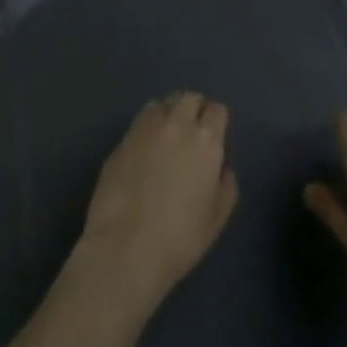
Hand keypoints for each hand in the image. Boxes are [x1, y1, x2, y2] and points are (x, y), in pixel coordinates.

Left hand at [72, 93, 238, 321]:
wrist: (124, 248)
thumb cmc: (179, 238)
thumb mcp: (217, 218)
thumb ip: (226, 185)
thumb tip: (221, 167)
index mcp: (206, 140)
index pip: (217, 110)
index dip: (217, 121)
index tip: (214, 137)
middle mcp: (177, 124)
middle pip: (189, 98)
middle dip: (194, 109)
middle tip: (192, 133)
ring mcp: (145, 129)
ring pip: (162, 104)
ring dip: (168, 114)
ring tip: (166, 137)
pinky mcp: (121, 141)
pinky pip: (139, 122)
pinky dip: (146, 128)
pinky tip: (144, 151)